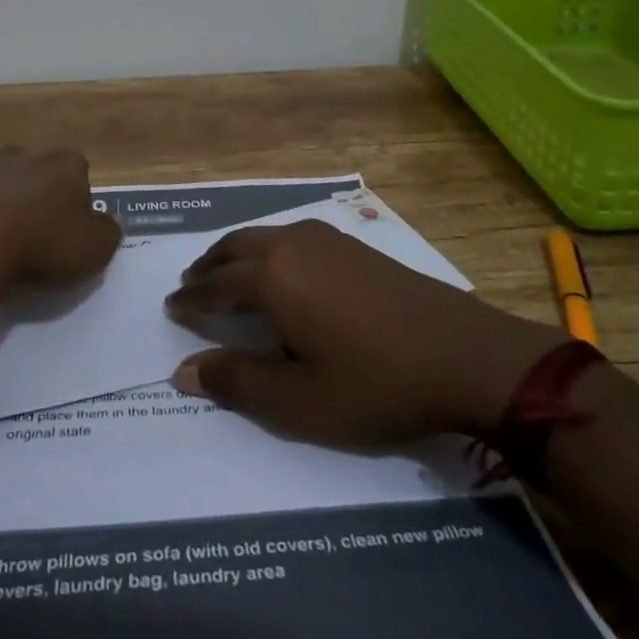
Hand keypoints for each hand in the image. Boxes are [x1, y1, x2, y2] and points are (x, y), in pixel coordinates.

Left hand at [0, 146, 121, 289]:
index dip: (76, 201)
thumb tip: (107, 222)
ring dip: (3, 204)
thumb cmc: (41, 243)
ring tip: (0, 242)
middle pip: (38, 172)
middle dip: (38, 195)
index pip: (79, 173)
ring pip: (1, 182)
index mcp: (65, 164)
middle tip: (36, 235)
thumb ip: (108, 232)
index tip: (70, 230)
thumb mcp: (95, 248)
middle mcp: (25, 155)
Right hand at [165, 219, 562, 448]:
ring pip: (263, 237)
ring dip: (237, 255)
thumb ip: (237, 382)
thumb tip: (182, 371)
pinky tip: (279, 272)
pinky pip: (290, 237)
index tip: (172, 308)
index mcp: (271, 277)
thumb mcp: (299, 401)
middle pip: (234, 248)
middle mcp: (291, 244)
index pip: (214, 284)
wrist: (466, 355)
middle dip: (208, 267)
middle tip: (191, 287)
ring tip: (227, 277)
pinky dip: (267, 251)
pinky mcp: (353, 244)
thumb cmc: (376, 384)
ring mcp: (326, 239)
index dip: (190, 298)